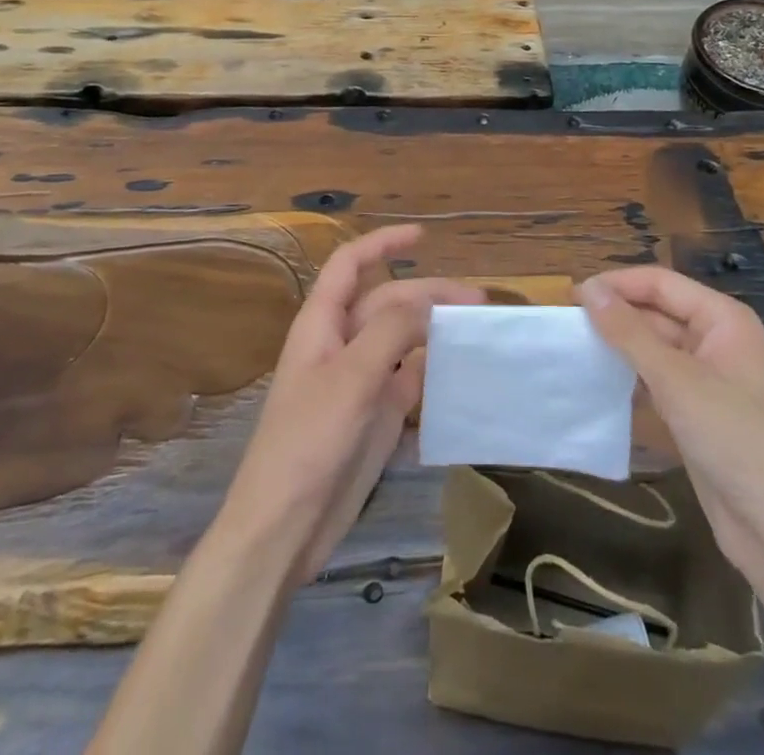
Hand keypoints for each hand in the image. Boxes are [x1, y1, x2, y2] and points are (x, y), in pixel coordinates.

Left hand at [217, 225, 482, 582]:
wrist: (285, 527)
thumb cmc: (308, 441)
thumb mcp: (351, 377)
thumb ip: (391, 330)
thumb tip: (429, 302)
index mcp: (322, 324)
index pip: (350, 266)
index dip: (382, 244)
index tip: (422, 236)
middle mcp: (342, 345)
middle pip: (387, 303)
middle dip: (428, 295)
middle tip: (478, 303)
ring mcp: (359, 381)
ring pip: (402, 340)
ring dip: (435, 330)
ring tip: (477, 331)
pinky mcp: (375, 416)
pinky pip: (410, 380)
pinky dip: (434, 370)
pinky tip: (463, 371)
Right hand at [579, 266, 763, 570]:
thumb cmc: (735, 439)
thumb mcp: (677, 380)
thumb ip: (629, 332)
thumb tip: (588, 289)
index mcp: (723, 319)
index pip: (660, 283)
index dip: (617, 284)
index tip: (570, 296)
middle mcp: (716, 339)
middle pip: (657, 311)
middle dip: (616, 314)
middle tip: (565, 324)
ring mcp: (708, 377)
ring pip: (654, 346)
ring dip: (619, 346)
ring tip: (573, 348)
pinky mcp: (697, 411)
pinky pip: (657, 379)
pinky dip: (630, 376)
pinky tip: (598, 381)